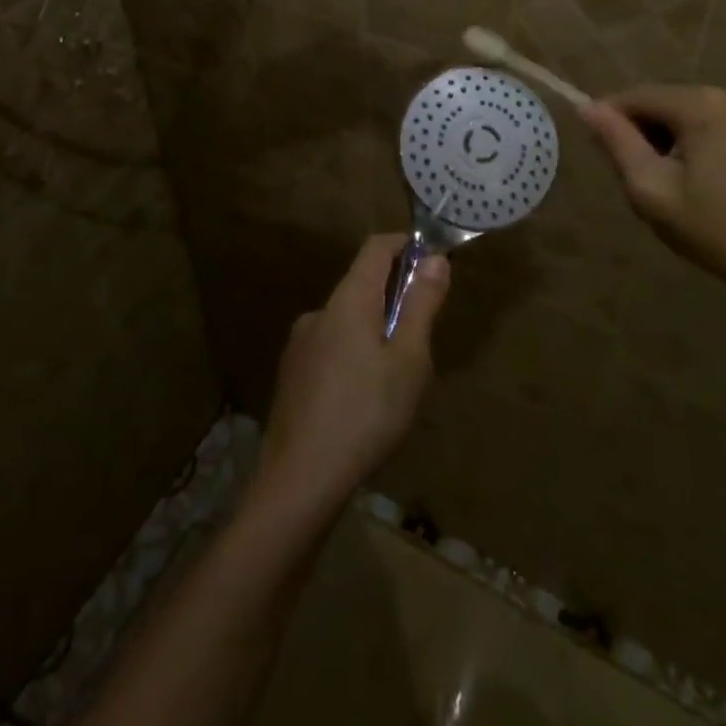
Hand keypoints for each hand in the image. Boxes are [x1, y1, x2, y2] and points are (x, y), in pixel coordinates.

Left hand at [253, 235, 449, 519]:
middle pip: (361, 285)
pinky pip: (331, 348)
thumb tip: (434, 258)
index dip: (405, 245)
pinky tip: (363, 400)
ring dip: (374, 330)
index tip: (432, 259)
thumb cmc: (366, 414)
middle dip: (395, 297)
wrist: (299, 480)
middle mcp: (319, 312)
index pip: (376, 248)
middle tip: (423, 336)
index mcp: (347, 300)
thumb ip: (421, 305)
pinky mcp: (291, 375)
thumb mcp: (409, 360)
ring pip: (346, 321)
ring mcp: (300, 345)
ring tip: (396, 378)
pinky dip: (353, 355)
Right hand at [580, 85, 725, 292]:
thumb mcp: (651, 188)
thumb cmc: (713, 229)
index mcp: (703, 105)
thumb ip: (617, 142)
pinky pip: (712, 122)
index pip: (638, 96)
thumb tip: (587, 107)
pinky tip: (693, 177)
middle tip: (634, 175)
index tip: (597, 149)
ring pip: (687, 112)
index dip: (610, 118)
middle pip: (664, 101)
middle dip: (642, 131)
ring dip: (667, 137)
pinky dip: (693, 141)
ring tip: (664, 181)